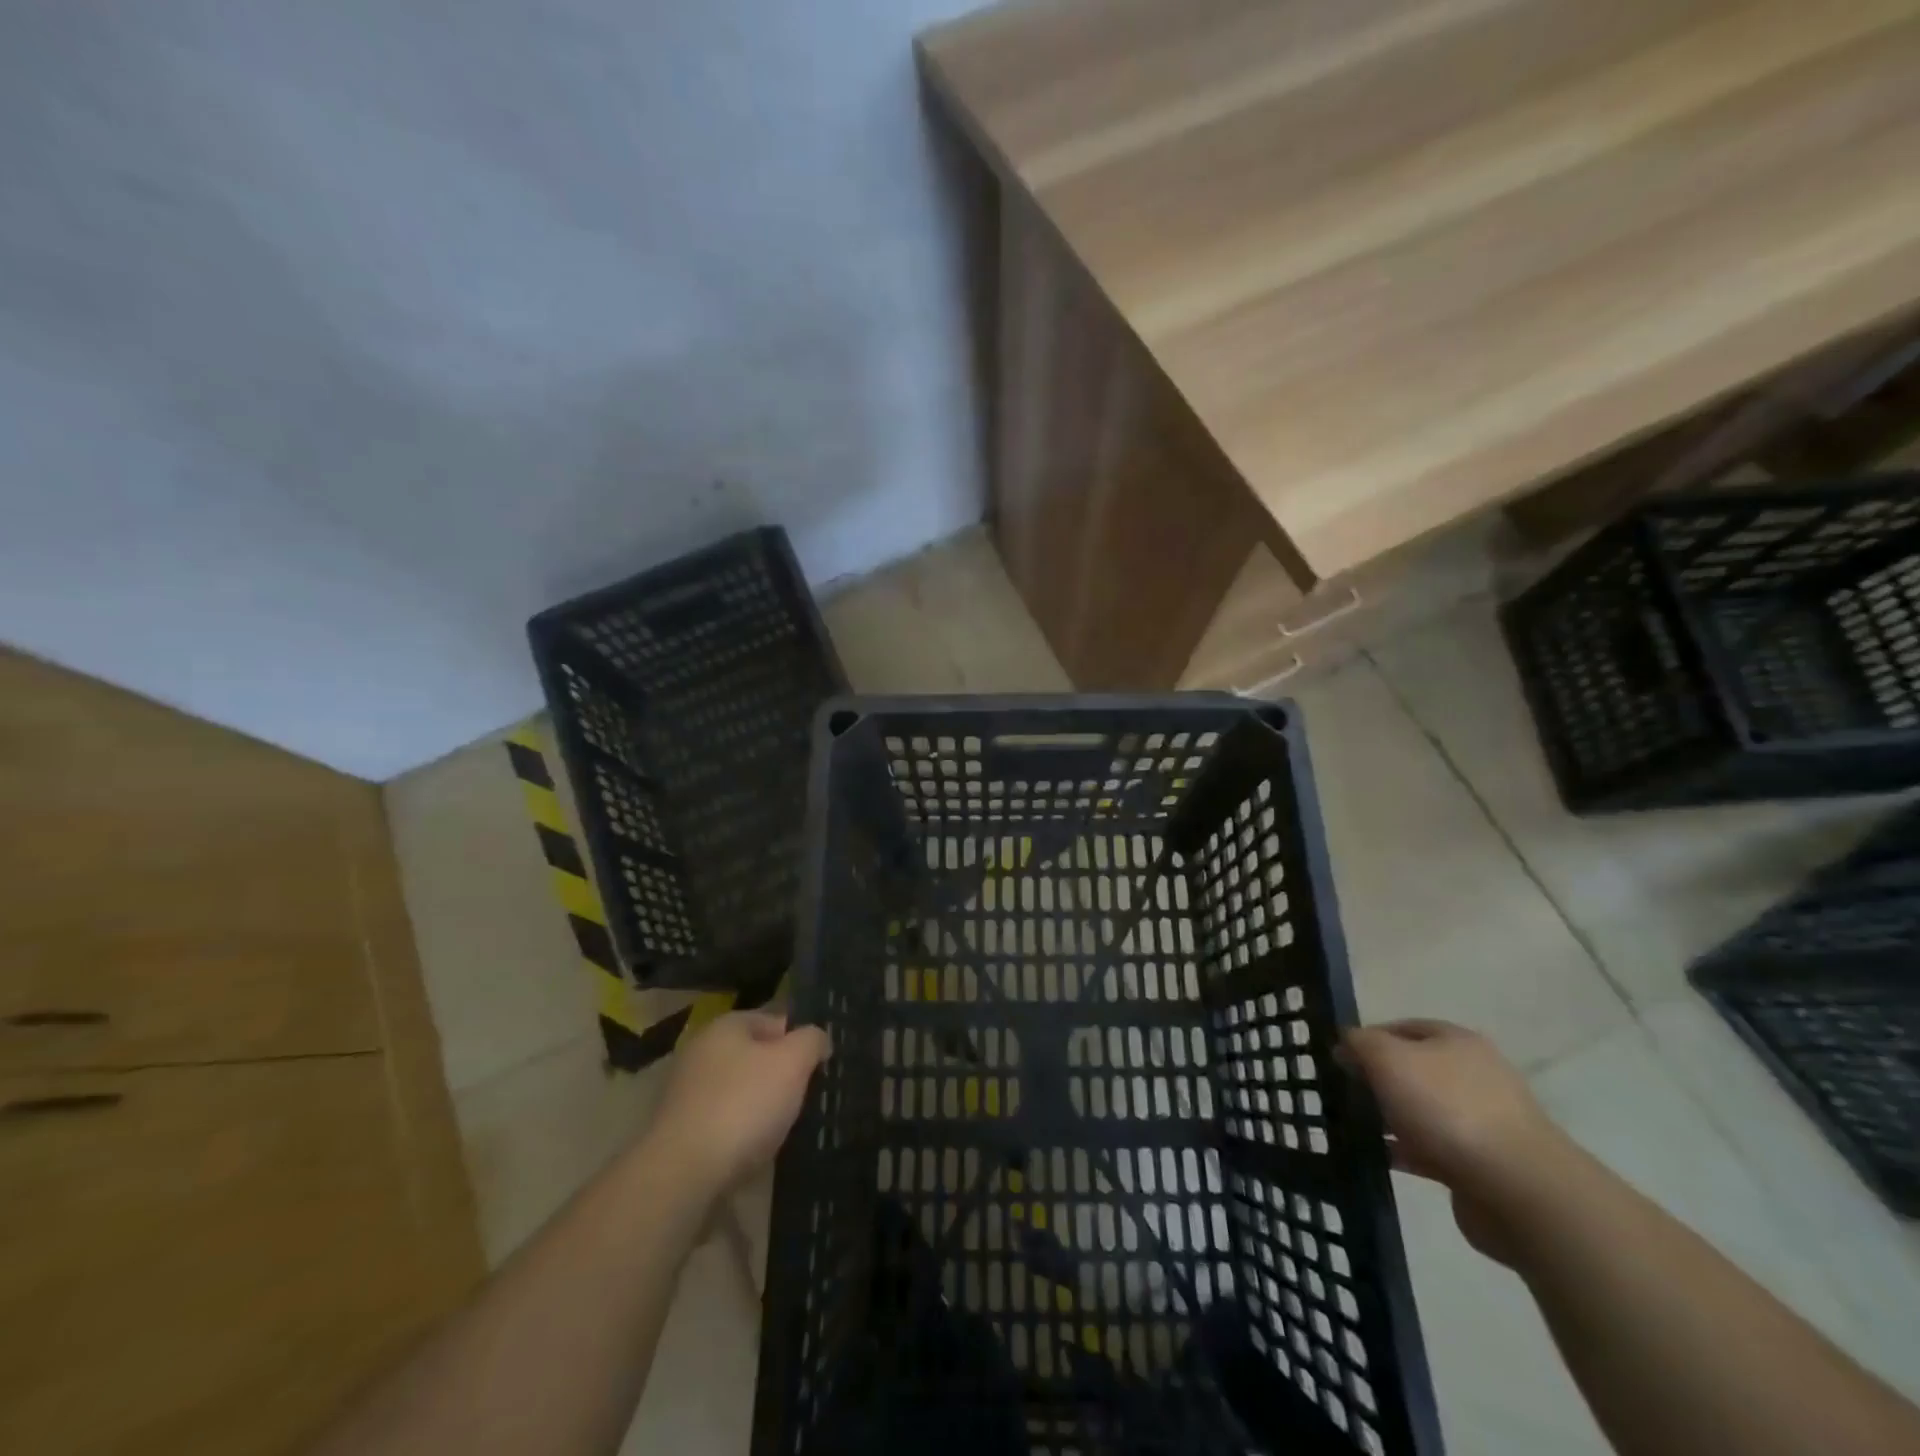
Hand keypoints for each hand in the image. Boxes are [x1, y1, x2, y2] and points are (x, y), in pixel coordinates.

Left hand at [644, 1012, 830, 1197]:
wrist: (682, 1176)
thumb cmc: (743, 1106)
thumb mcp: (792, 1063)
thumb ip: (812, 1041)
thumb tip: (818, 1040)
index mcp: (725, 1026)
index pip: (775, 1021)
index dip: (801, 1041)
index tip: (819, 1069)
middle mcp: (700, 1052)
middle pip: (756, 1057)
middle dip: (781, 1076)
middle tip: (805, 1099)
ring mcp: (685, 1093)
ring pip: (740, 1091)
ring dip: (761, 1107)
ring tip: (784, 1129)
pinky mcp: (679, 1132)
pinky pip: (723, 1123)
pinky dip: (740, 1133)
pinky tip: (755, 1151)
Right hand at [1341, 1019, 1567, 1262]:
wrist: (1519, 1191)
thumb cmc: (1448, 1108)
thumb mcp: (1388, 1058)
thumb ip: (1360, 1043)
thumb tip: (1345, 1045)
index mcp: (1457, 1041)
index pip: (1401, 1027)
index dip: (1366, 1039)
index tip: (1338, 1060)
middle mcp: (1473, 1075)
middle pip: (1411, 1069)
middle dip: (1376, 1080)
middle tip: (1341, 1093)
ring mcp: (1481, 1121)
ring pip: (1419, 1111)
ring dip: (1388, 1118)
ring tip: (1352, 1127)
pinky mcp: (1480, 1164)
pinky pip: (1430, 1149)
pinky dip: (1403, 1151)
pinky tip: (1377, 1157)